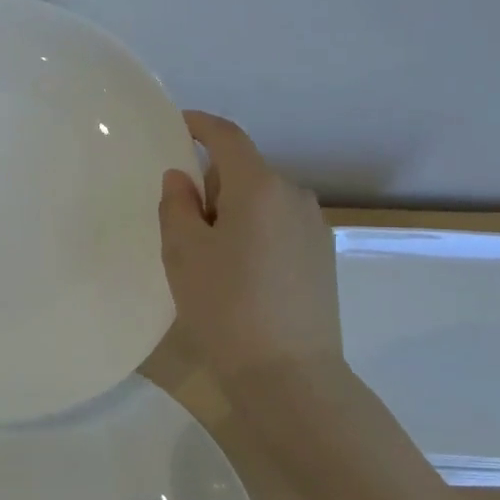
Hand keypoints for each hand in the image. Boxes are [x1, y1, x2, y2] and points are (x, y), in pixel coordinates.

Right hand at [158, 111, 350, 402]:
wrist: (290, 376)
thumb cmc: (226, 307)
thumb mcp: (183, 253)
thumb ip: (177, 205)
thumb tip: (182, 179)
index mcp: (259, 187)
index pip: (227, 138)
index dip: (201, 125)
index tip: (178, 124)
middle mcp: (294, 196)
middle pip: (244, 172)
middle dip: (212, 185)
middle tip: (182, 222)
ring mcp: (314, 227)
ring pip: (262, 201)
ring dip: (234, 212)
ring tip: (210, 256)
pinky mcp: (322, 257)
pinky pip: (279, 226)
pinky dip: (254, 232)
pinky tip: (241, 274)